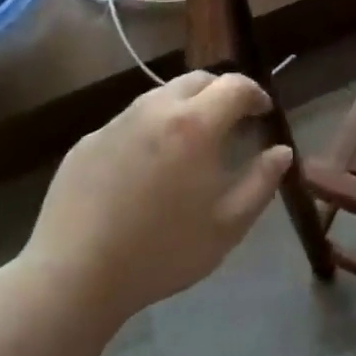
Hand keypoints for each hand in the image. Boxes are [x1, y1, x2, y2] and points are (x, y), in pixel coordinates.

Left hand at [20, 72, 293, 326]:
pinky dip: (150, 130)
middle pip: (197, 80)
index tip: (263, 113)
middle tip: (232, 122)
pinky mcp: (87, 141)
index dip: (256, 94)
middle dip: (221, 93)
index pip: (235, 86)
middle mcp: (154, 110)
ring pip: (160, 97)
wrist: (73, 276)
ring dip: (185, 108)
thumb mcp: (228, 225)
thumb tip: (281, 151)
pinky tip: (146, 169)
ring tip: (190, 144)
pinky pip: (129, 122)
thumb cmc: (162, 252)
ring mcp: (116, 123)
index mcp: (195, 125)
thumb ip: (262, 182)